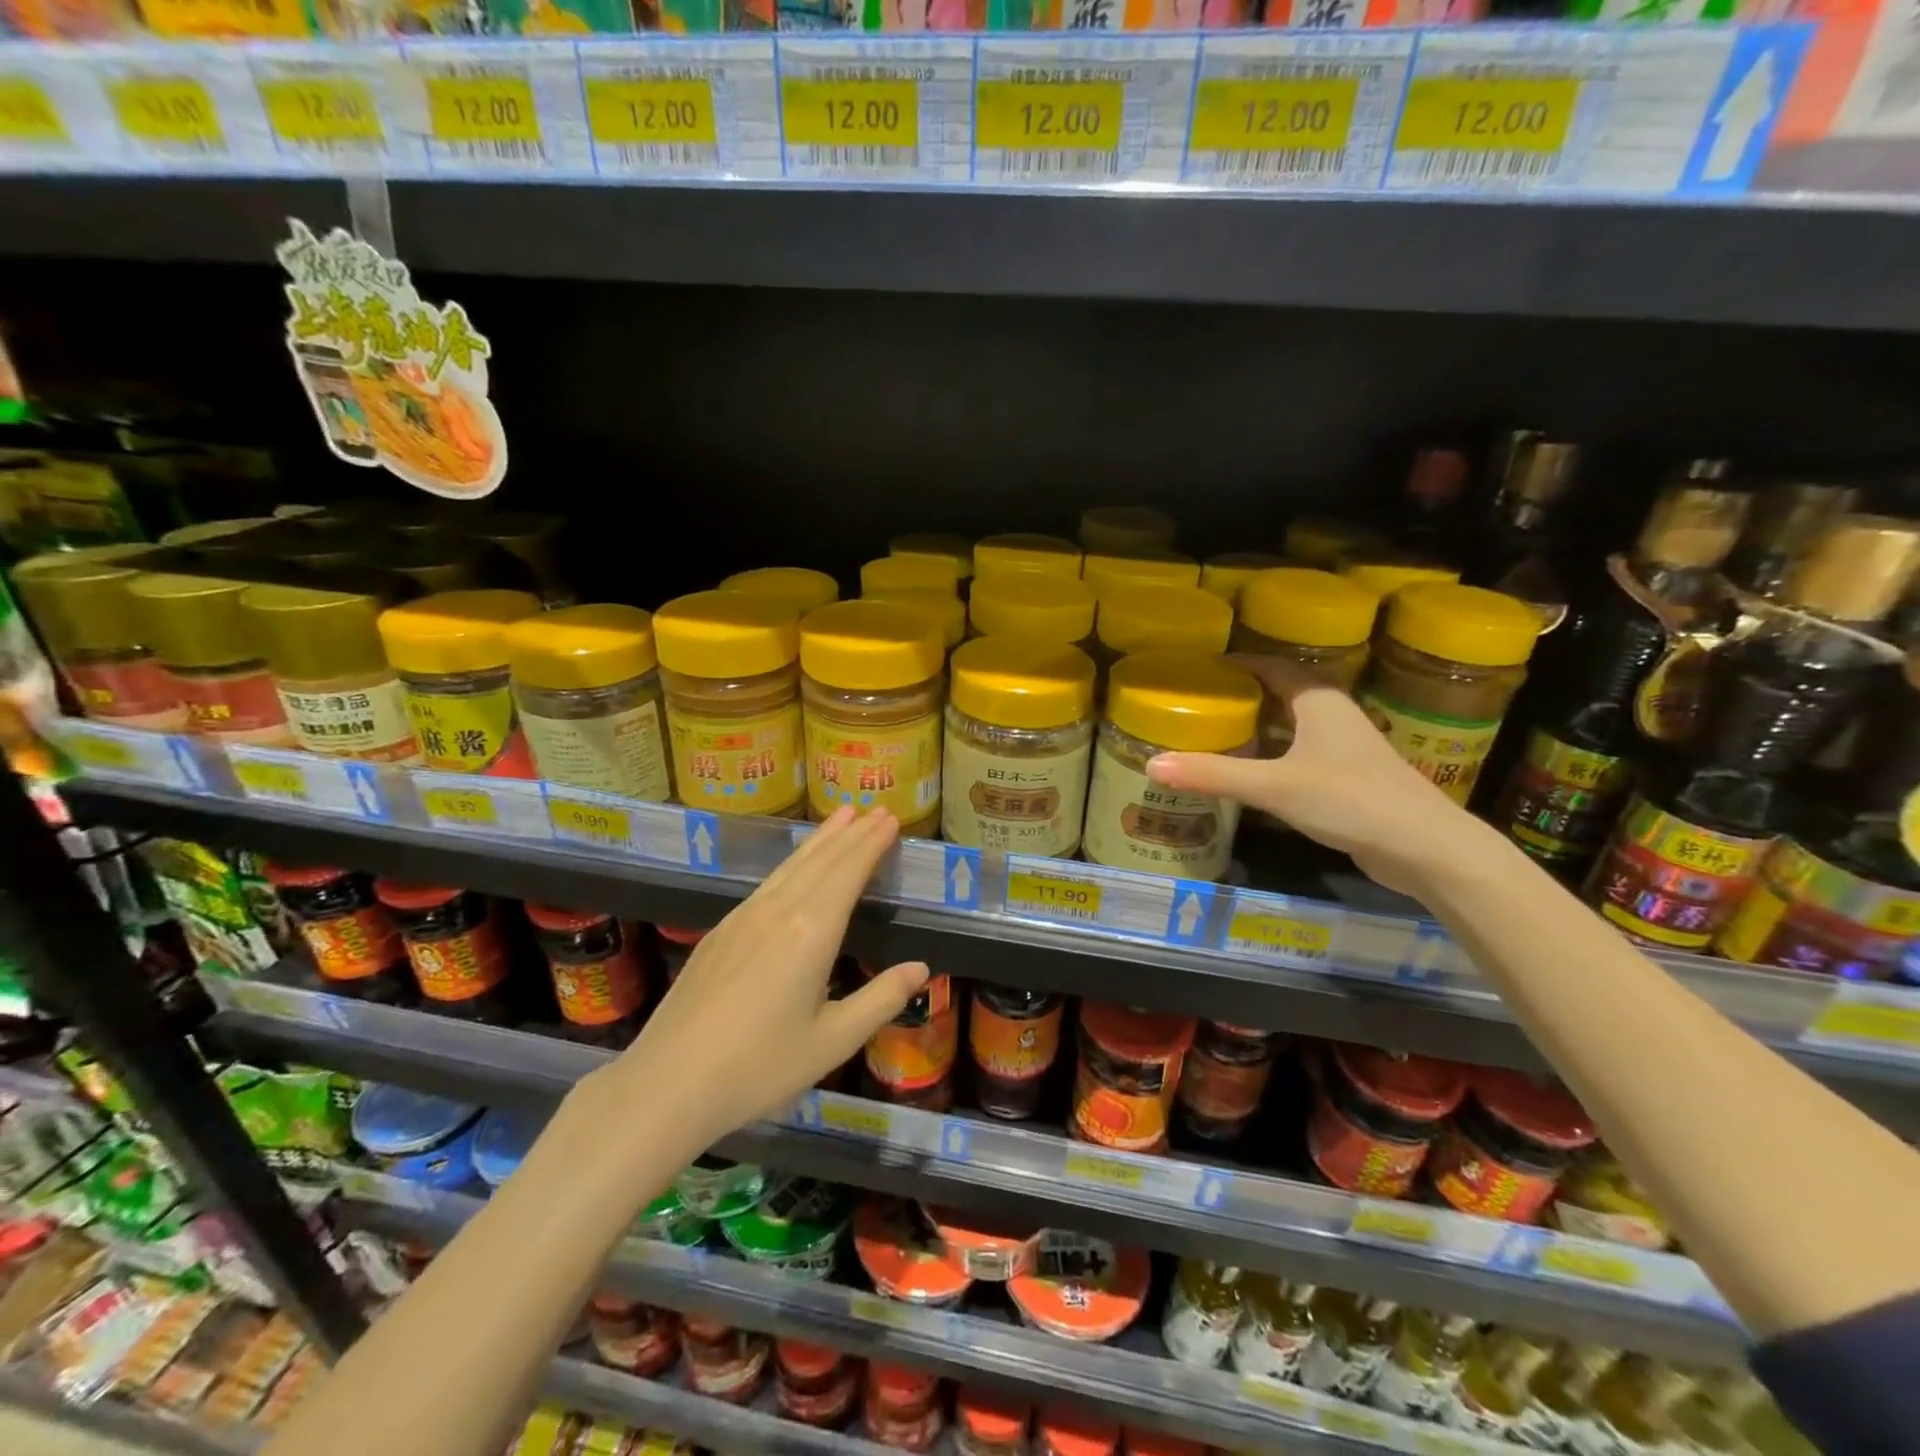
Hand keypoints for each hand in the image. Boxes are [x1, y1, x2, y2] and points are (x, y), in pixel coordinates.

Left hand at [614, 807, 927, 1149]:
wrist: (666, 1084)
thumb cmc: (758, 1068)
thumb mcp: (832, 1042)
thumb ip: (880, 1000)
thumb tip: (921, 967)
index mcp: (811, 932)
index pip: (848, 872)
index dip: (871, 843)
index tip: (889, 818)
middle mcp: (778, 911)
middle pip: (821, 860)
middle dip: (851, 833)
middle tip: (875, 810)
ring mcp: (743, 918)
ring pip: (790, 866)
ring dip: (821, 840)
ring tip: (841, 817)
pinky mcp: (719, 932)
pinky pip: (767, 883)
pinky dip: (793, 863)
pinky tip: (794, 867)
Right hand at [1145, 659, 1478, 897]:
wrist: (1424, 848)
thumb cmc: (1349, 800)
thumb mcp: (1274, 786)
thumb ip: (1214, 775)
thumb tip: (1152, 765)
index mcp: (1318, 699)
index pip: (1270, 665)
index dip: (1234, 664)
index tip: (1195, 670)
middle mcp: (1331, 714)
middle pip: (1277, 694)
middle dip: (1238, 697)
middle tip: (1193, 705)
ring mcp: (1341, 747)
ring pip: (1287, 727)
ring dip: (1253, 728)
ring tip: (1208, 734)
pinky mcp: (1344, 777)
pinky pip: (1296, 753)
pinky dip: (1268, 756)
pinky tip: (1244, 772)